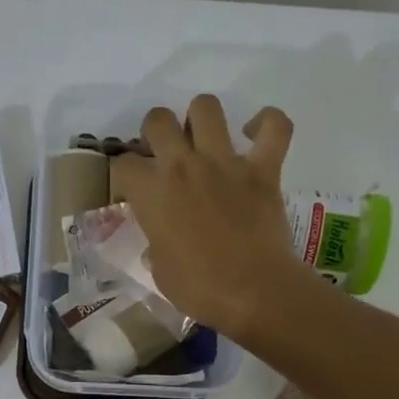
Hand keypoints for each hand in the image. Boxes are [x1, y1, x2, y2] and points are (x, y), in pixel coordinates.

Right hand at [109, 94, 304, 335]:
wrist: (252, 292)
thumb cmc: (198, 289)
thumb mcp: (160, 271)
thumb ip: (157, 246)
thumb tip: (160, 243)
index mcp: (151, 194)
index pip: (123, 164)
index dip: (125, 175)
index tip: (132, 189)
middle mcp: (183, 166)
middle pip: (157, 120)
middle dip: (155, 131)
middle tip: (164, 153)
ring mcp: (225, 162)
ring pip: (206, 107)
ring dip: (200, 117)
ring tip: (204, 137)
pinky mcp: (263, 169)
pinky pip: (275, 127)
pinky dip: (268, 123)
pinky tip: (257, 133)